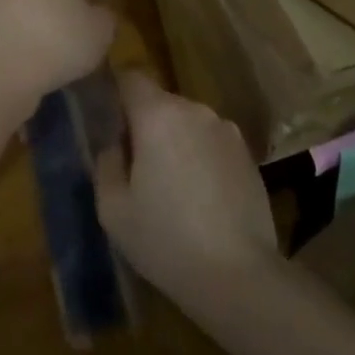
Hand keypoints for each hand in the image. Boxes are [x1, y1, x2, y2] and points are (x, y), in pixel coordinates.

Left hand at [0, 0, 114, 123]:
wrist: (3, 72)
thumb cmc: (60, 41)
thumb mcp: (101, 31)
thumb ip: (105, 16)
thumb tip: (100, 13)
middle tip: (84, 15)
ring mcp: (1, 0)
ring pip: (31, 3)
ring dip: (45, 17)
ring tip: (64, 41)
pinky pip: (17, 26)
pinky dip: (29, 37)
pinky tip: (42, 57)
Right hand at [93, 70, 278, 302]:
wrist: (240, 277)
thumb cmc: (166, 240)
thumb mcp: (113, 208)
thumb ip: (106, 162)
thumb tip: (114, 143)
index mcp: (158, 114)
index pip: (130, 77)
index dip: (116, 92)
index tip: (109, 122)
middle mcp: (195, 110)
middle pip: (160, 102)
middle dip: (146, 124)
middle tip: (137, 166)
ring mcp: (227, 130)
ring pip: (188, 123)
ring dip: (176, 141)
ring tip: (172, 187)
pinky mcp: (248, 154)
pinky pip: (212, 143)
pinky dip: (202, 158)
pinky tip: (201, 198)